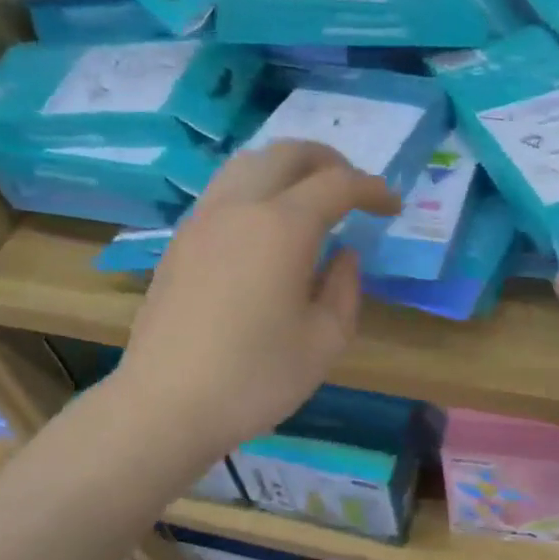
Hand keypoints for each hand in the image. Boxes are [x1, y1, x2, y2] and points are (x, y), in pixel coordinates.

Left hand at [114, 141, 399, 460]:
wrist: (166, 405)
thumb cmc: (255, 378)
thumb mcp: (324, 342)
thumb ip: (345, 289)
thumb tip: (343, 256)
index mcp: (282, 227)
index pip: (337, 184)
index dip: (372, 189)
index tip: (392, 207)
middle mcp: (239, 207)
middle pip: (287, 154)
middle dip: (329, 161)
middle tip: (353, 188)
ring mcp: (202, 220)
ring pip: (248, 164)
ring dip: (287, 168)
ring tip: (309, 198)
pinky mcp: (179, 241)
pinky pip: (224, 191)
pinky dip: (256, 189)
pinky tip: (266, 227)